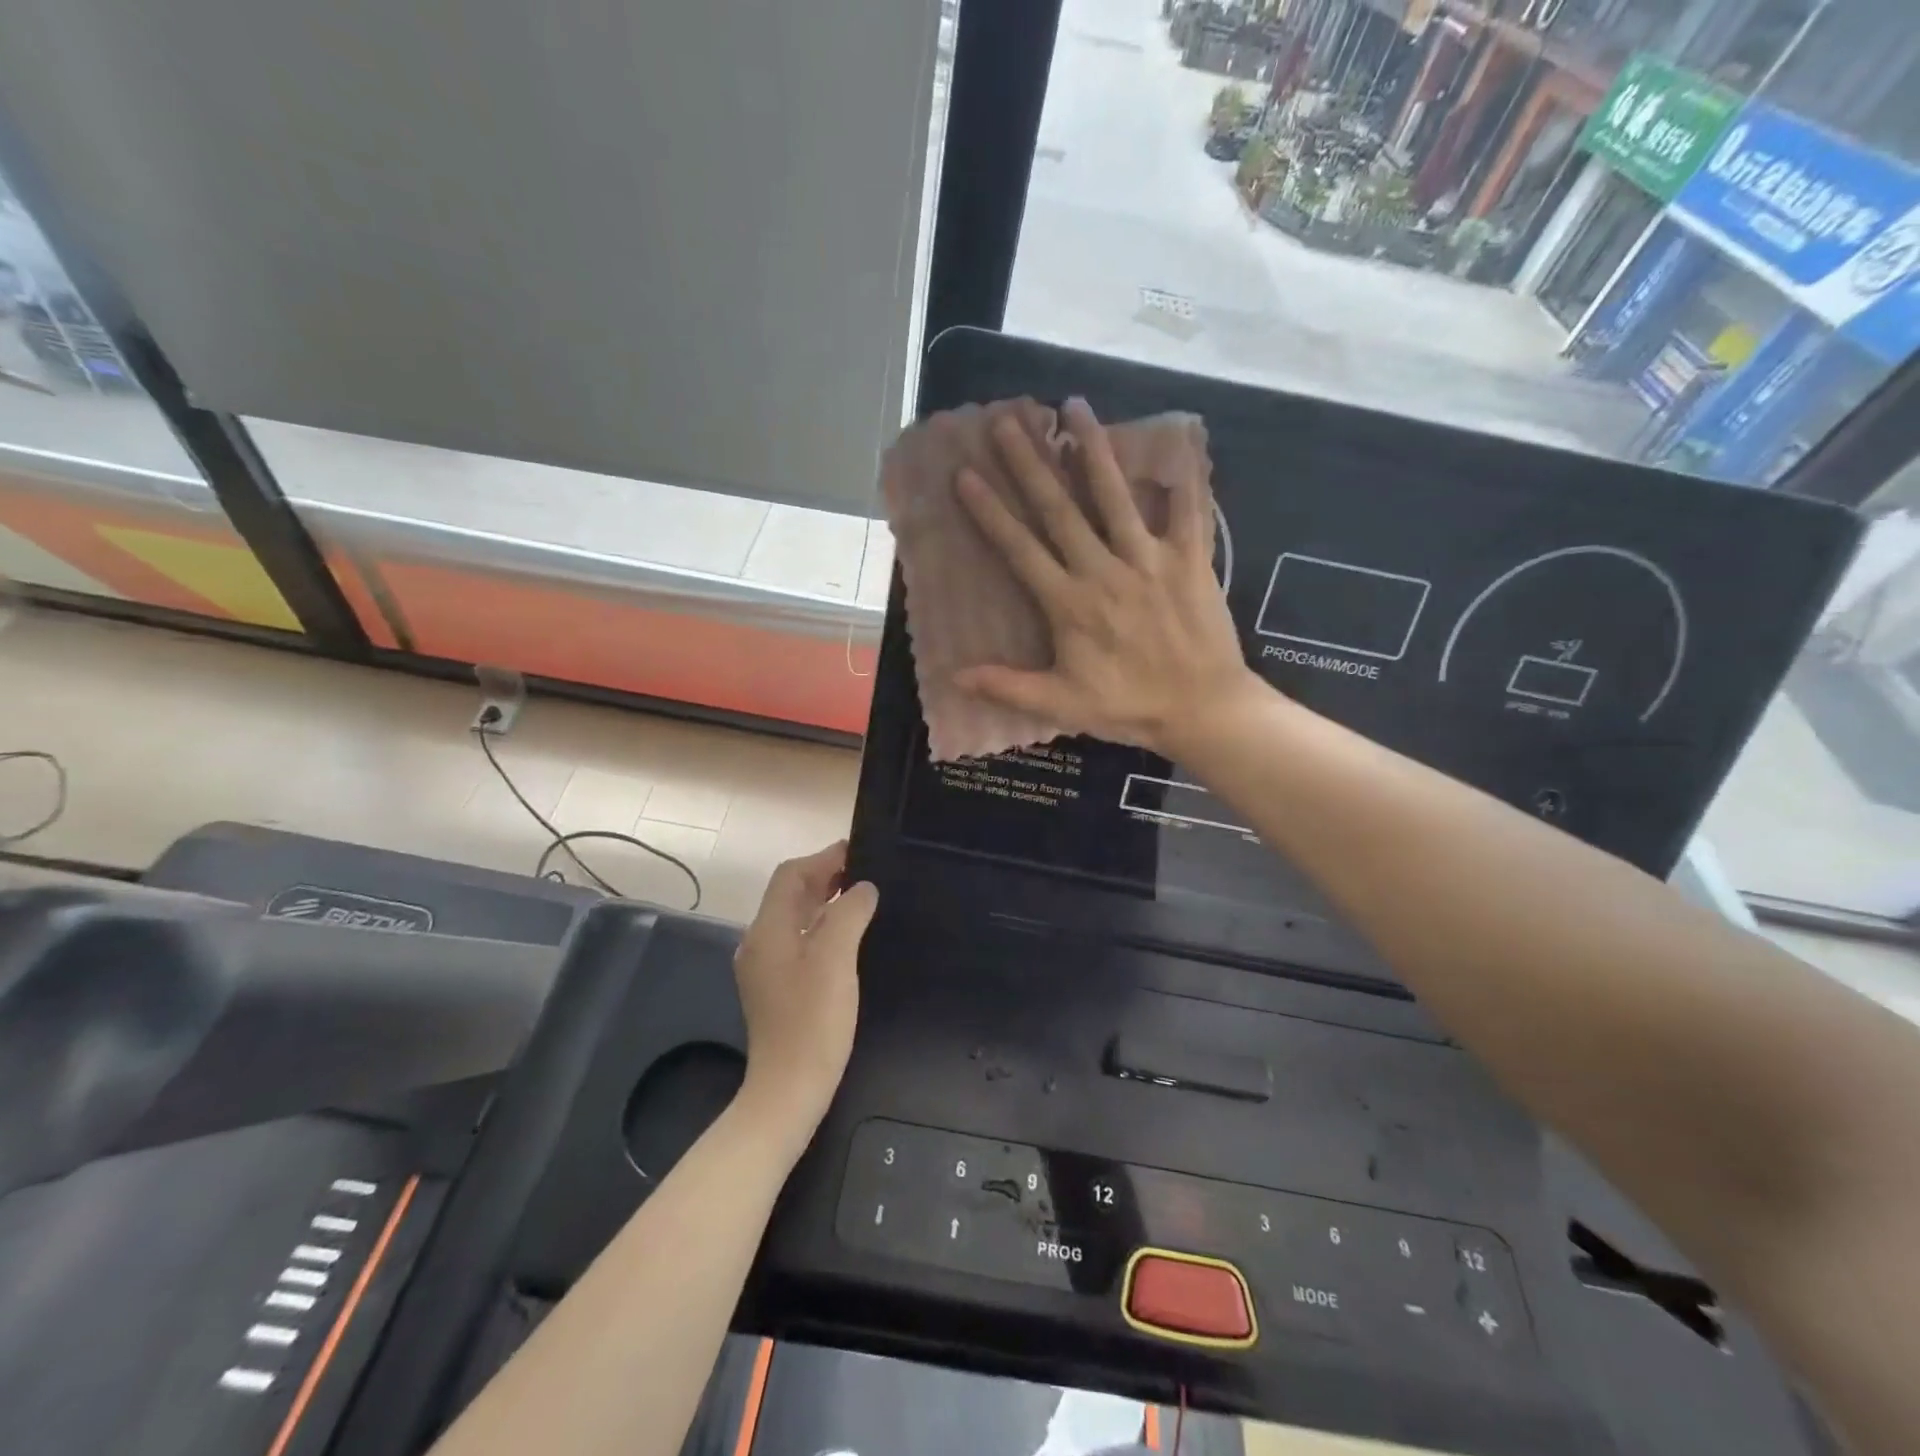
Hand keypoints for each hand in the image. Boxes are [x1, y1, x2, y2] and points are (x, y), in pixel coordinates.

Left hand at [732, 842, 877, 1141]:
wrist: (789, 1091)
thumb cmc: (813, 1021)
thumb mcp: (836, 959)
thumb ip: (849, 913)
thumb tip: (863, 888)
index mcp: (767, 930)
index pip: (791, 876)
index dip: (824, 858)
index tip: (860, 851)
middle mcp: (759, 942)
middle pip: (790, 894)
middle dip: (825, 877)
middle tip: (867, 872)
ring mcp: (765, 967)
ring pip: (795, 918)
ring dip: (825, 901)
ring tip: (863, 897)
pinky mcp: (776, 987)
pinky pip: (799, 940)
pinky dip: (822, 927)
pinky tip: (849, 936)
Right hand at [953, 396, 1259, 755]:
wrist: (1202, 710)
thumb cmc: (1129, 707)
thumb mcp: (1061, 704)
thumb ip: (1008, 687)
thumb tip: (954, 677)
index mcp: (1069, 603)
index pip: (1021, 549)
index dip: (991, 512)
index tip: (966, 474)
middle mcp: (1104, 570)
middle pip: (1060, 510)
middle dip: (1030, 464)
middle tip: (1007, 423)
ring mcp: (1150, 560)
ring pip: (1116, 497)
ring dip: (1093, 450)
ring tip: (1075, 407)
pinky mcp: (1191, 561)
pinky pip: (1189, 512)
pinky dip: (1183, 478)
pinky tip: (1175, 445)